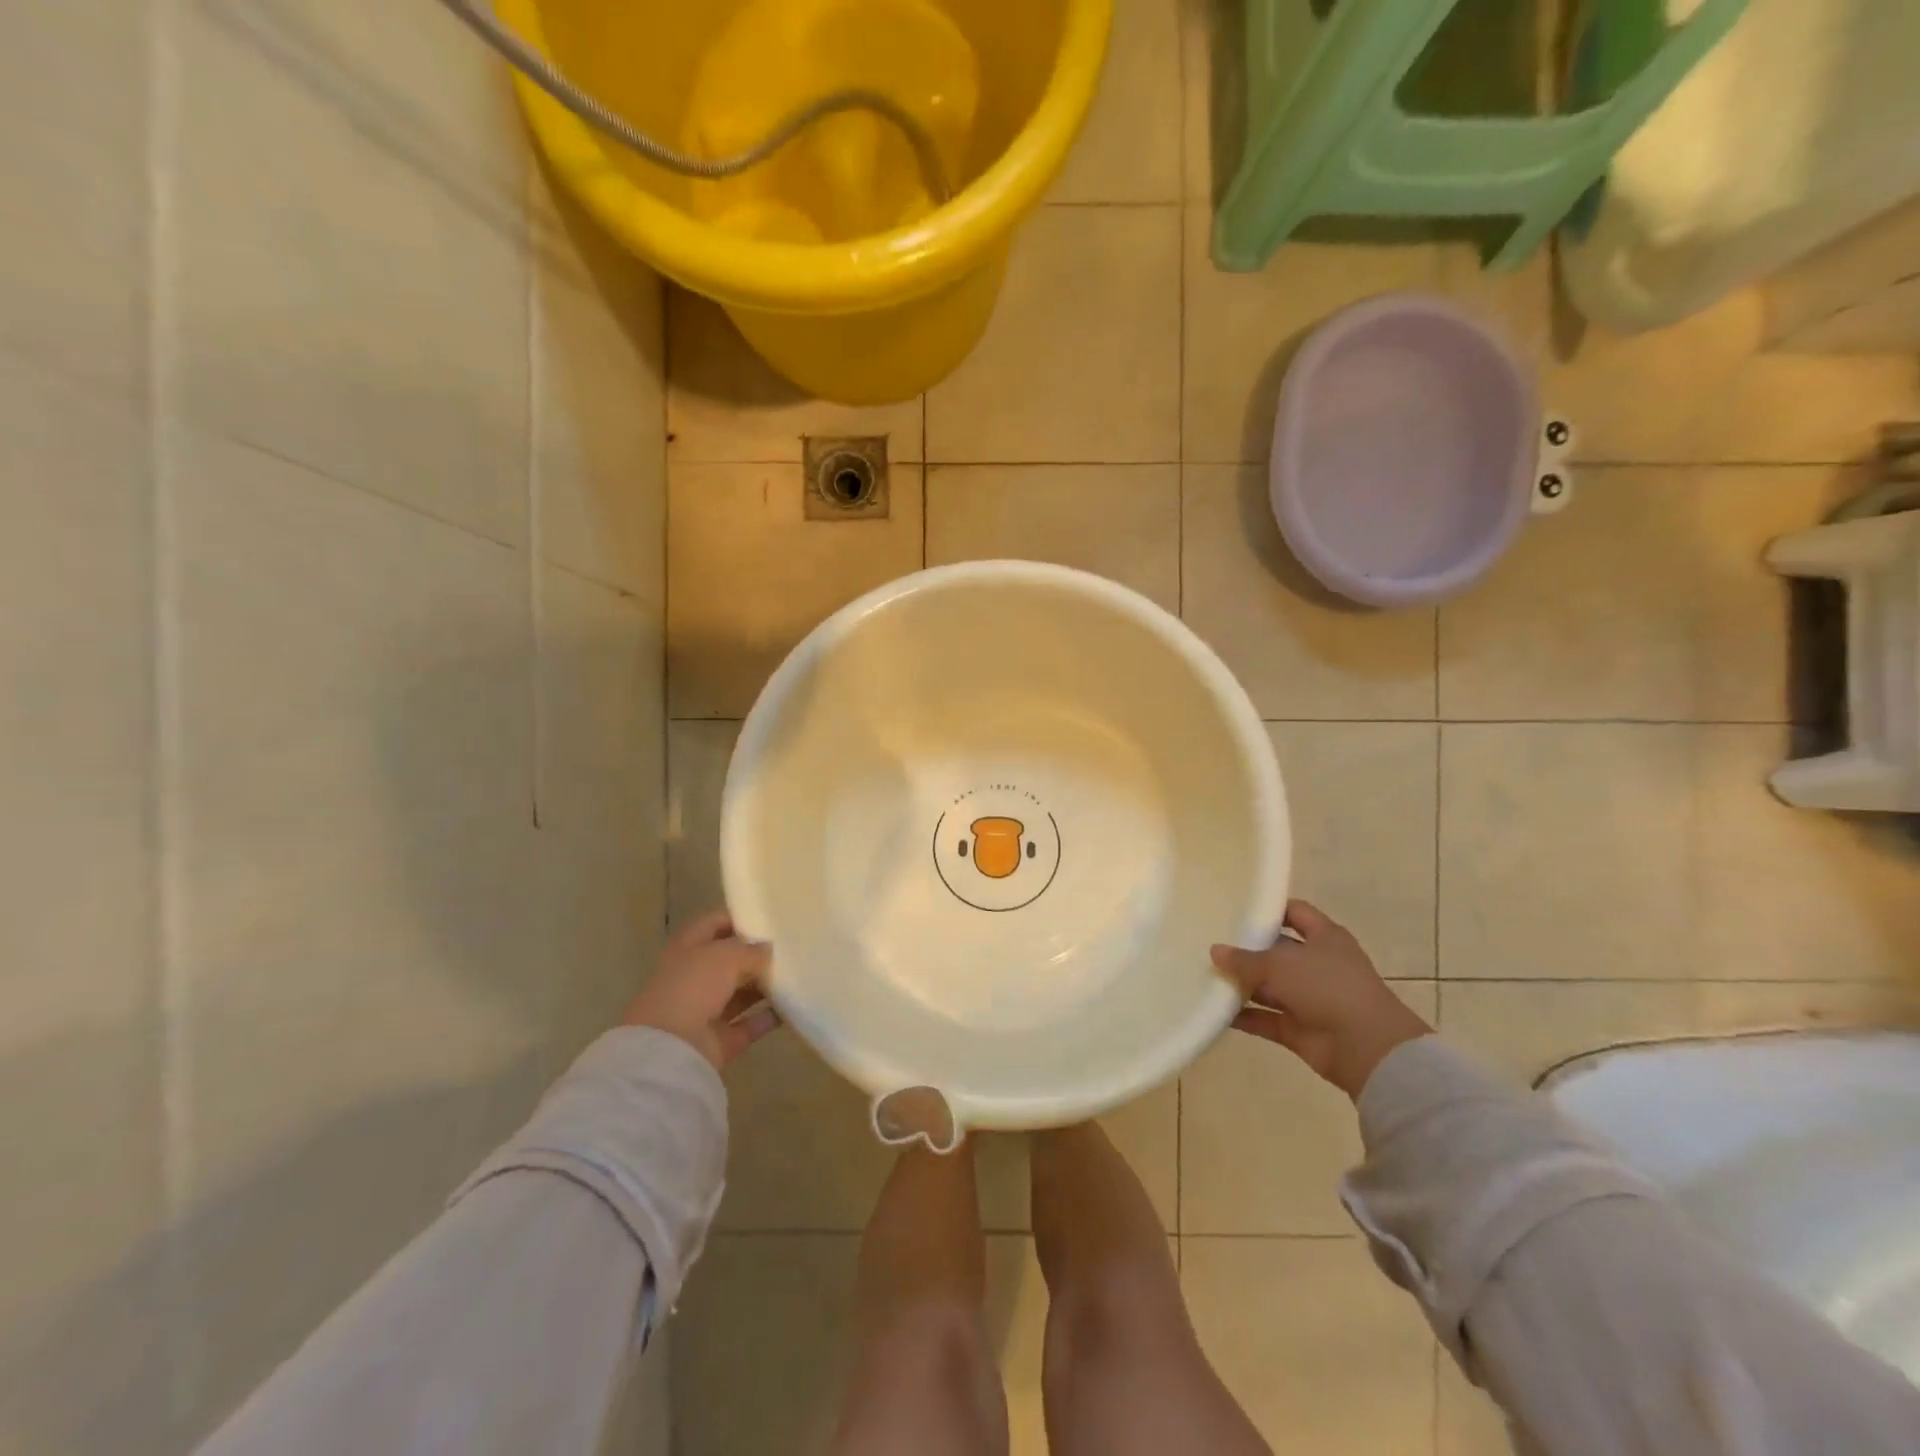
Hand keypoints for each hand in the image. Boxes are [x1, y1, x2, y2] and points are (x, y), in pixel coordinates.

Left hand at [623, 911, 780, 1071]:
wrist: (671, 1049)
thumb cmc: (693, 987)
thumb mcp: (725, 955)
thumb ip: (750, 949)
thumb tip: (768, 949)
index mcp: (687, 949)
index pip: (714, 924)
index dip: (739, 918)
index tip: (769, 918)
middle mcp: (694, 977)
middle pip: (728, 961)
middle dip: (756, 954)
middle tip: (790, 947)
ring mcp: (705, 1011)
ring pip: (740, 993)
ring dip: (764, 985)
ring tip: (796, 974)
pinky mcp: (719, 1039)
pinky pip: (749, 1024)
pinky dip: (768, 1017)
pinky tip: (792, 1006)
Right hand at [1210, 900, 1430, 1100]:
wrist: (1367, 1048)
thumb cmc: (1327, 987)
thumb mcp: (1280, 964)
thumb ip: (1245, 959)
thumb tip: (1215, 951)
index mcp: (1325, 937)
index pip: (1295, 912)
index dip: (1269, 909)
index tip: (1236, 907)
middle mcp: (1318, 965)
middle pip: (1277, 951)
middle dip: (1247, 949)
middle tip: (1211, 943)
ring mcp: (1310, 999)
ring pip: (1269, 987)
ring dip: (1242, 985)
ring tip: (1205, 976)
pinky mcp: (1300, 1029)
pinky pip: (1266, 1018)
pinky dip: (1244, 1017)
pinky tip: (1215, 1011)